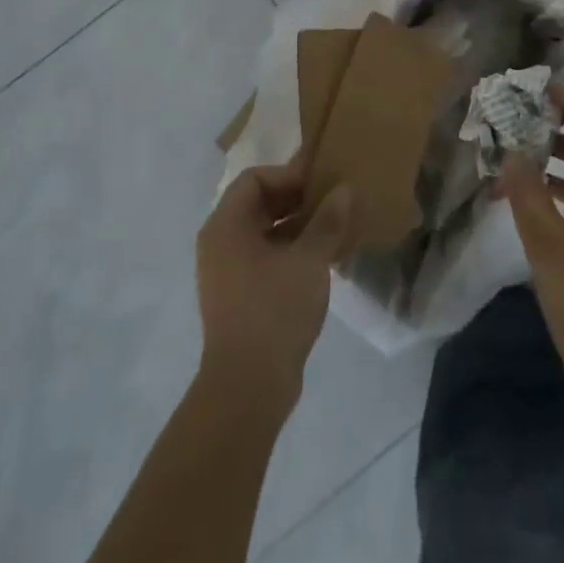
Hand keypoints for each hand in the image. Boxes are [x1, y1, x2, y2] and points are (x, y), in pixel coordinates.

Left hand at [195, 161, 351, 407]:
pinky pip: (263, 257)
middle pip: (257, 203)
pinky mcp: (237, 296)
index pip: (255, 178)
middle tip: (331, 202)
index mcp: (226, 226)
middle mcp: (219, 242)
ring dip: (296, 226)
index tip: (321, 184)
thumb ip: (327, 220)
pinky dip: (289, 250)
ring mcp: (226, 272)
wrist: (248, 387)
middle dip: (295, 199)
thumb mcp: (309, 260)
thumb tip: (344, 189)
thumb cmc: (275, 310)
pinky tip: (321, 259)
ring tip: (333, 228)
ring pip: (262, 232)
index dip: (288, 175)